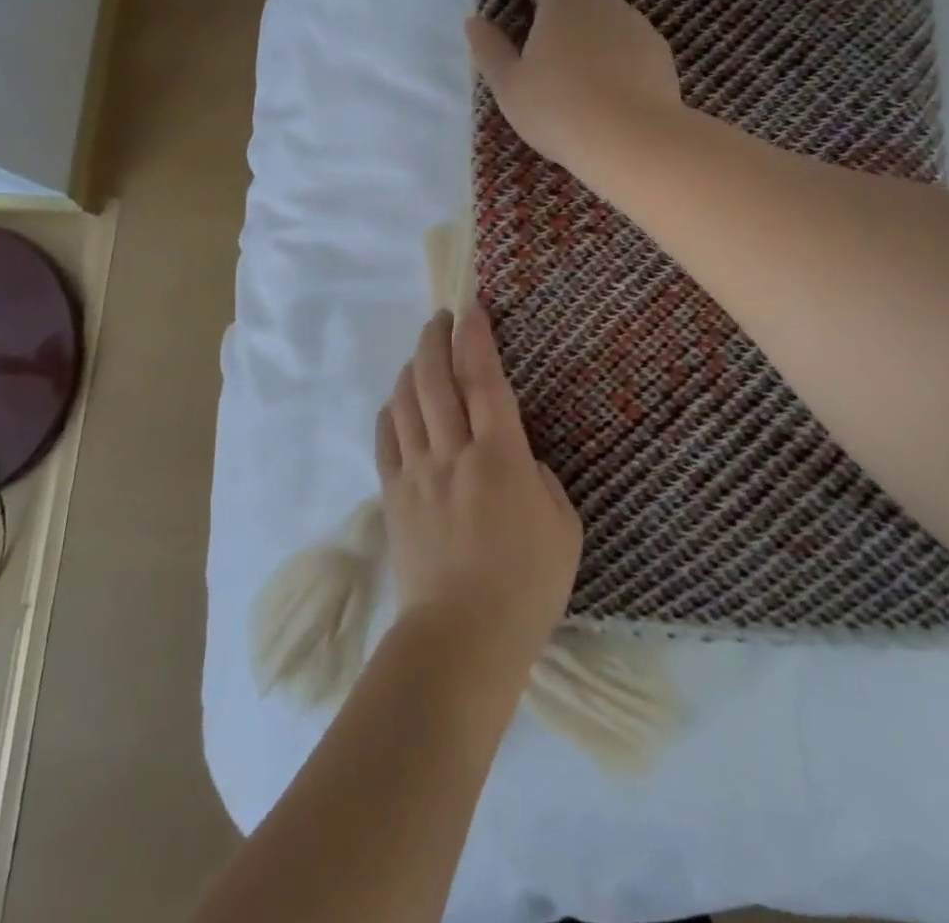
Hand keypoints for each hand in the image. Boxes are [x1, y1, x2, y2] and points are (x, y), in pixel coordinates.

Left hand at [376, 308, 582, 676]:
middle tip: (440, 318)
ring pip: (405, 403)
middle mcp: (452, 452)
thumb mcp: (563, 527)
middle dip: (435, 339)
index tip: (471, 309)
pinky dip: (390, 412)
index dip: (476, 338)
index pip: (483, 379)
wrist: (463, 639)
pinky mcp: (394, 496)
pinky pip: (385, 441)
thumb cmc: (526, 586)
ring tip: (420, 355)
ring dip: (411, 369)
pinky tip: (396, 403)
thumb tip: (518, 459)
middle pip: (434, 379)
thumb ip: (541, 479)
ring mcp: (417, 473)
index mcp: (499, 456)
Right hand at [465, 0, 684, 176]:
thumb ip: (490, 49)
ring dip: (593, 37)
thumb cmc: (558, 109)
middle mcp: (606, 1)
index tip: (529, 27)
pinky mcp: (660, 54)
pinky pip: (632, 45)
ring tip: (581, 83)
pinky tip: (611, 96)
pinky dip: (619, 60)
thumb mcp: (509, 86)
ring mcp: (639, 26)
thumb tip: (475, 22)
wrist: (631, 140)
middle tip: (548, 58)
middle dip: (565, 13)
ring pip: (610, 18)